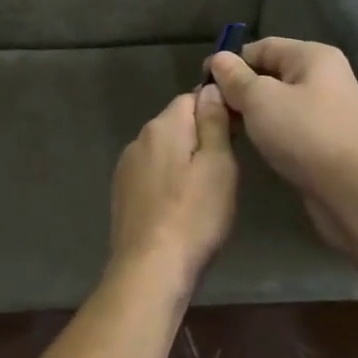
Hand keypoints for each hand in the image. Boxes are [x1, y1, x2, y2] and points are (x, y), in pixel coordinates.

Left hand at [108, 86, 237, 292]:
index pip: (191, 98)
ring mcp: (126, 168)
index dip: (216, 110)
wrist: (150, 269)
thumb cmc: (194, 216)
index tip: (236, 135)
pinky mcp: (122, 194)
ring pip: (163, 151)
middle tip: (225, 169)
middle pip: (175, 124)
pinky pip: (151, 174)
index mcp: (163, 127)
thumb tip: (210, 88)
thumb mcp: (218, 165)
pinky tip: (180, 207)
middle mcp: (138, 139)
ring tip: (204, 192)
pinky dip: (167, 182)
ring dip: (183, 161)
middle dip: (200, 137)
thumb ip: (214, 123)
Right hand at [206, 38, 357, 249]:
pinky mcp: (326, 137)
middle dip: (238, 88)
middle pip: (270, 73)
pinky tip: (250, 142)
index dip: (229, 61)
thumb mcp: (260, 99)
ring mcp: (327, 108)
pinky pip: (288, 123)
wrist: (352, 190)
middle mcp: (324, 76)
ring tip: (225, 126)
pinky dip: (268, 128)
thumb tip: (219, 59)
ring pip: (278, 101)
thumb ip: (235, 77)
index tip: (202, 82)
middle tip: (210, 108)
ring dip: (251, 111)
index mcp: (313, 56)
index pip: (261, 47)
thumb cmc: (304, 134)